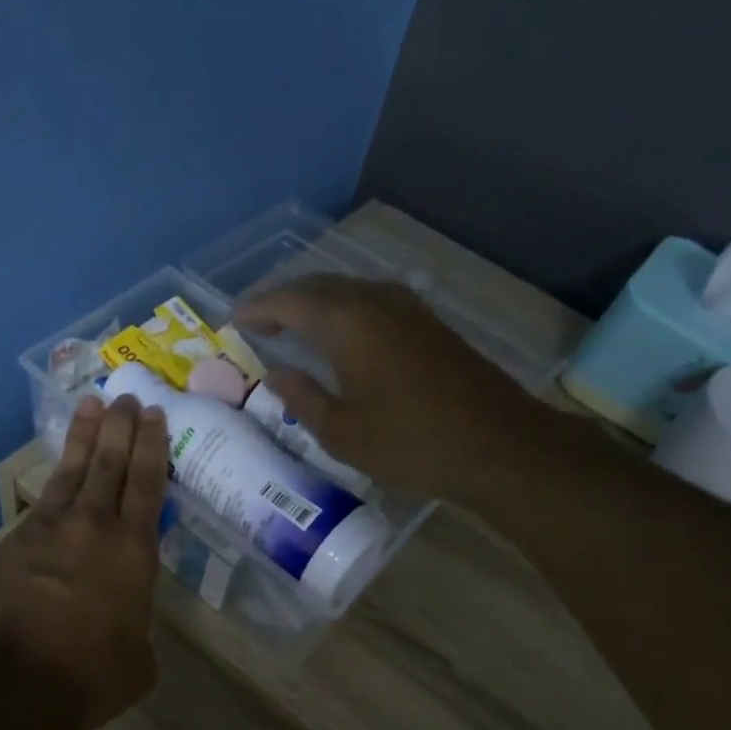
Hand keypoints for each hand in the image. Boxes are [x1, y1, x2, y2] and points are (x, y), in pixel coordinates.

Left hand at [0, 393, 167, 729]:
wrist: (14, 685)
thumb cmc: (90, 677)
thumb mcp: (138, 661)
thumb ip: (137, 631)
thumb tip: (126, 629)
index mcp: (134, 551)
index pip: (147, 483)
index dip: (151, 445)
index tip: (153, 413)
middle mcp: (93, 527)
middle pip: (110, 463)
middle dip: (120, 426)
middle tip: (125, 396)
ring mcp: (47, 529)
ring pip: (71, 471)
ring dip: (83, 437)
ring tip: (90, 406)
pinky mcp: (12, 543)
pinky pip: (39, 505)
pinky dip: (52, 486)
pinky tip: (55, 478)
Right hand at [235, 275, 546, 501]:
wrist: (497, 444)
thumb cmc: (410, 442)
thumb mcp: (341, 432)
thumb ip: (302, 397)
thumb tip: (277, 374)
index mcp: (347, 322)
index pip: (289, 301)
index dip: (257, 308)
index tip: (233, 319)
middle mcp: (375, 301)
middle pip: (318, 285)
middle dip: (284, 299)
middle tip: (258, 320)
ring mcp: (407, 308)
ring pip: (348, 290)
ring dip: (315, 302)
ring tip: (292, 324)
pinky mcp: (428, 323)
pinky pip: (371, 301)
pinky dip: (344, 310)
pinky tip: (340, 334)